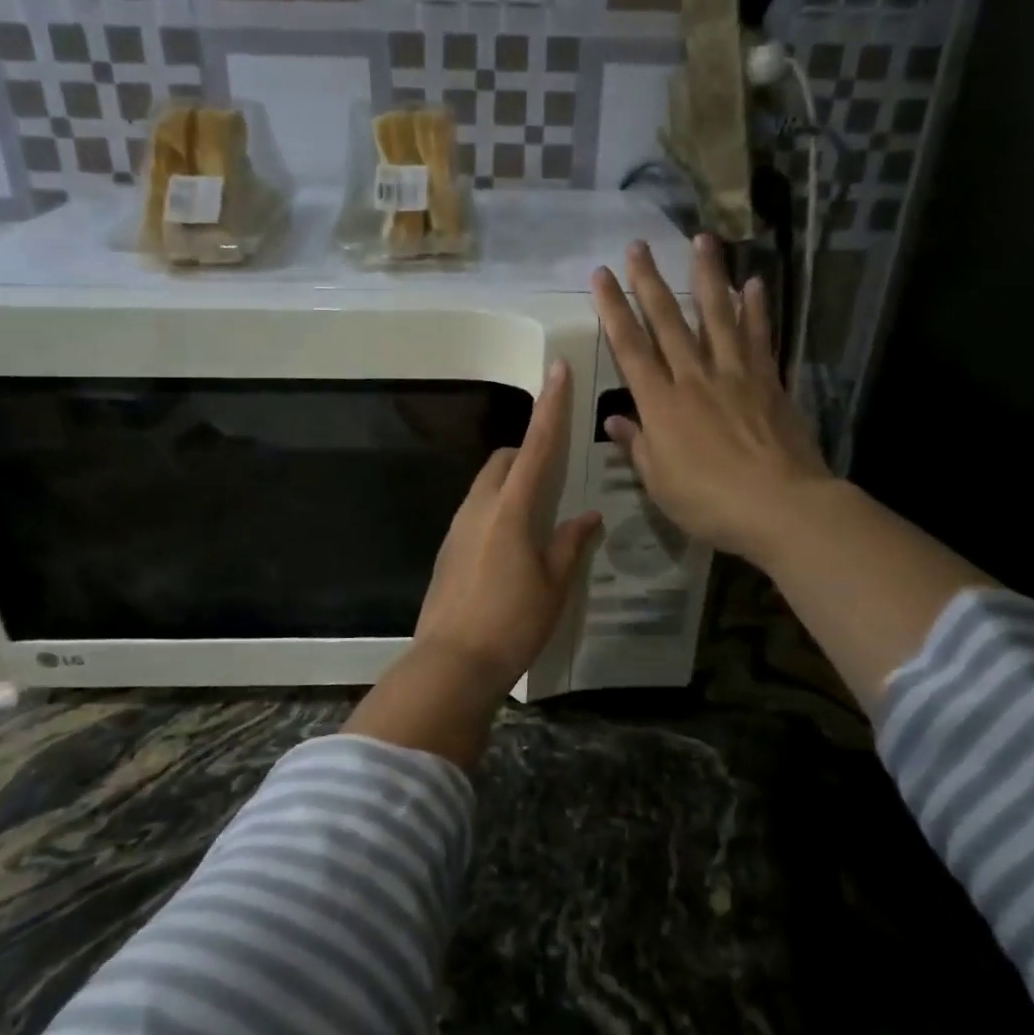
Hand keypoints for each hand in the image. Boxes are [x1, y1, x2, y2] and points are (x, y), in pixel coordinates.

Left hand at [411, 360, 601, 690]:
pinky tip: (513, 546)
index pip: (535, 446)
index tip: (556, 370)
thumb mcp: (554, 586)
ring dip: (511, 484)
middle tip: (556, 477)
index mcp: (511, 509)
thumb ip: (570, 544)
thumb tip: (586, 516)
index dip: (550, 407)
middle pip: (504, 461)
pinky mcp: (448, 549)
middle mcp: (479, 507)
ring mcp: (458, 527)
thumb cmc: (511, 623)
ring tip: (538, 515)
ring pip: (487, 485)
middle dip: (528, 453)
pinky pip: (476, 511)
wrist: (451, 664)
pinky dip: (497, 509)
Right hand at [590, 235, 829, 562]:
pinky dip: (755, 310)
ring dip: (706, 277)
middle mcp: (694, 378)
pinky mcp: (768, 382)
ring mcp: (735, 375)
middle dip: (649, 282)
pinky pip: (759, 338)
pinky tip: (754, 283)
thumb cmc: (709, 503)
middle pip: (668, 322)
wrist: (781, 507)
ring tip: (701, 239)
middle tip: (638, 245)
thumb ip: (637, 445)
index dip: (612, 310)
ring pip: (716, 317)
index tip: (600, 276)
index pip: (630, 348)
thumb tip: (614, 419)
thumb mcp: (659, 482)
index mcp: (661, 404)